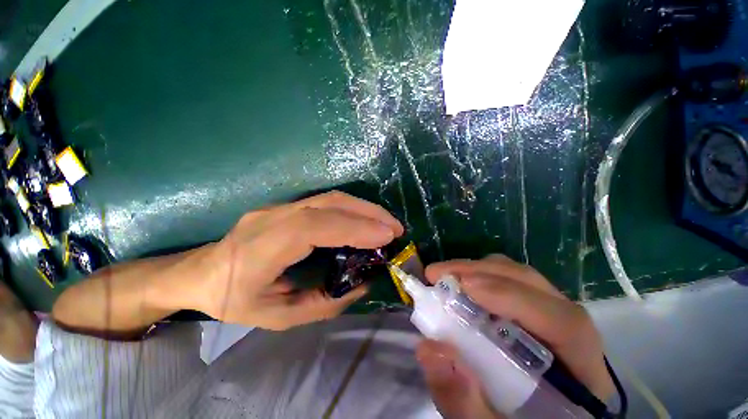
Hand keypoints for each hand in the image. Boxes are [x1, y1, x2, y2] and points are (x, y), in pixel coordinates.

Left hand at [189, 192, 403, 329]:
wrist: (199, 272)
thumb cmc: (234, 300)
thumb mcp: (278, 317)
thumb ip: (325, 303)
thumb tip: (363, 283)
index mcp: (262, 248)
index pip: (314, 226)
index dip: (354, 227)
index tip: (386, 237)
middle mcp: (272, 218)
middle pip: (328, 203)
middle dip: (368, 213)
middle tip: (395, 227)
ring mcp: (279, 206)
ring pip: (330, 198)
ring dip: (364, 208)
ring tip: (387, 223)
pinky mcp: (286, 205)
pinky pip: (326, 202)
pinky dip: (352, 208)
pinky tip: (366, 219)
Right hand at [416, 255, 613, 417]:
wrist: (527, 417)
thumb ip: (464, 403)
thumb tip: (429, 349)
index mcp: (582, 375)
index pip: (565, 325)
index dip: (514, 298)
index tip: (464, 287)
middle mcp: (572, 336)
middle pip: (536, 287)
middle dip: (482, 273)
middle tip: (438, 274)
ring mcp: (552, 316)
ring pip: (520, 278)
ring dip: (478, 270)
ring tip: (445, 275)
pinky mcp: (531, 311)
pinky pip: (508, 281)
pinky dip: (481, 276)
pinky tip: (459, 284)